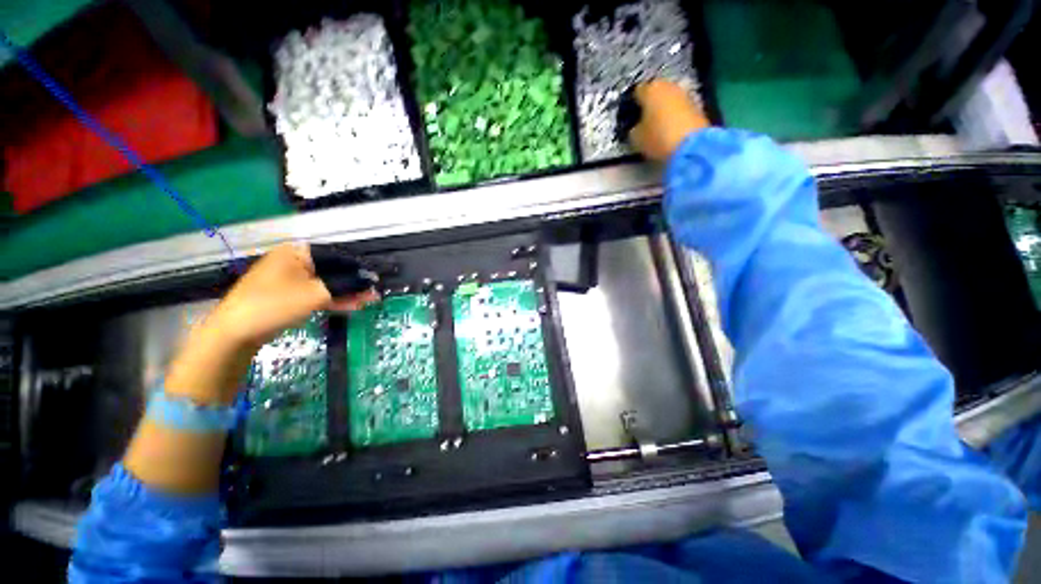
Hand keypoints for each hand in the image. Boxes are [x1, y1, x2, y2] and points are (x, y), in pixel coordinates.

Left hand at [208, 243, 375, 348]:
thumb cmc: (274, 304)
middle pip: (332, 271)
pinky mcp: (289, 297)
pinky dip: (333, 301)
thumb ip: (346, 286)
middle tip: (374, 294)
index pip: (336, 256)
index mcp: (297, 253)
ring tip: (369, 301)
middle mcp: (294, 263)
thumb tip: (371, 283)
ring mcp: (291, 281)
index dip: (357, 268)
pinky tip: (352, 306)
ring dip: (346, 294)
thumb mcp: (315, 293)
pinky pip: (317, 295)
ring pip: (326, 285)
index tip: (374, 280)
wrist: (235, 332)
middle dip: (354, 284)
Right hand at [628, 79, 710, 161]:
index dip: (631, 104)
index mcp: (650, 89)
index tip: (629, 117)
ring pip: (668, 99)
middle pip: (654, 92)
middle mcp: (668, 85)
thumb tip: (636, 127)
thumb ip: (633, 129)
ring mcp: (684, 93)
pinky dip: (673, 115)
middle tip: (643, 120)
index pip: (636, 91)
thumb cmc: (658, 138)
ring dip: (662, 109)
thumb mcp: (636, 138)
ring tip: (656, 125)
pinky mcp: (696, 104)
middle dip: (649, 104)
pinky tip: (669, 128)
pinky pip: (678, 108)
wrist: (692, 145)